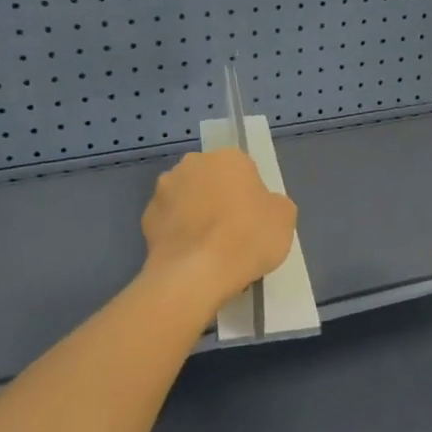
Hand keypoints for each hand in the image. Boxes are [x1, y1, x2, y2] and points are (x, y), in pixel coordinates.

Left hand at [141, 148, 296, 316]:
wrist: (195, 273)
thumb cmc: (247, 238)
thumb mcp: (285, 219)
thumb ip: (273, 203)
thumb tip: (262, 205)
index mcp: (228, 158)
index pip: (244, 171)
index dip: (250, 195)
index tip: (254, 219)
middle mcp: (192, 164)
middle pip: (211, 180)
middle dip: (219, 199)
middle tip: (233, 232)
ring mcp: (164, 190)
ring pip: (187, 199)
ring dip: (195, 214)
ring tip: (209, 249)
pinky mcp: (146, 217)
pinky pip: (170, 222)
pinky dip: (178, 234)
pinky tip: (190, 257)